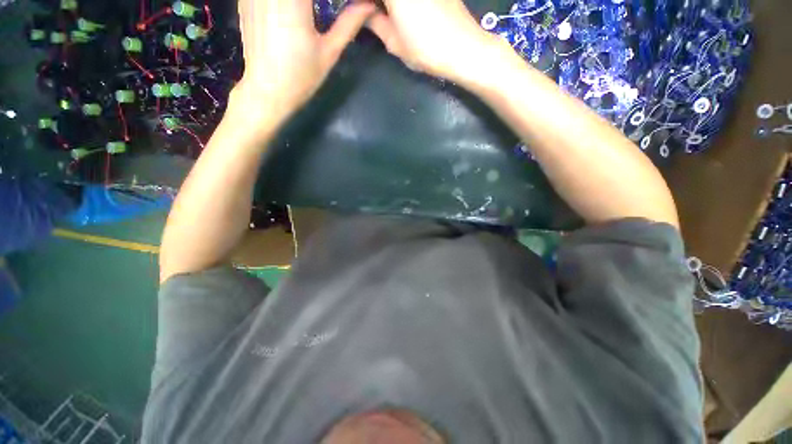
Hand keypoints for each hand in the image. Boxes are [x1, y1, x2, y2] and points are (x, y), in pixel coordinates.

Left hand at [234, 0, 375, 119]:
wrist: (266, 90)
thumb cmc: (301, 76)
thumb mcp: (329, 52)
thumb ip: (349, 23)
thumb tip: (370, 5)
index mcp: (294, 1)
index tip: (341, 5)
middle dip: (317, 2)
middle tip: (326, 9)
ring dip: (303, 3)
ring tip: (312, 13)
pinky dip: (284, 3)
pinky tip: (289, 12)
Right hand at [366, 0, 503, 82]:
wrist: (462, 48)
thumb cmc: (424, 49)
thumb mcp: (393, 41)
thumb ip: (374, 22)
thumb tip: (364, 13)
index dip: (360, 5)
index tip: (359, 12)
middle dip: (375, 5)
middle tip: (373, 14)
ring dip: (389, 5)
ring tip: (386, 15)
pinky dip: (405, 3)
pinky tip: (405, 12)